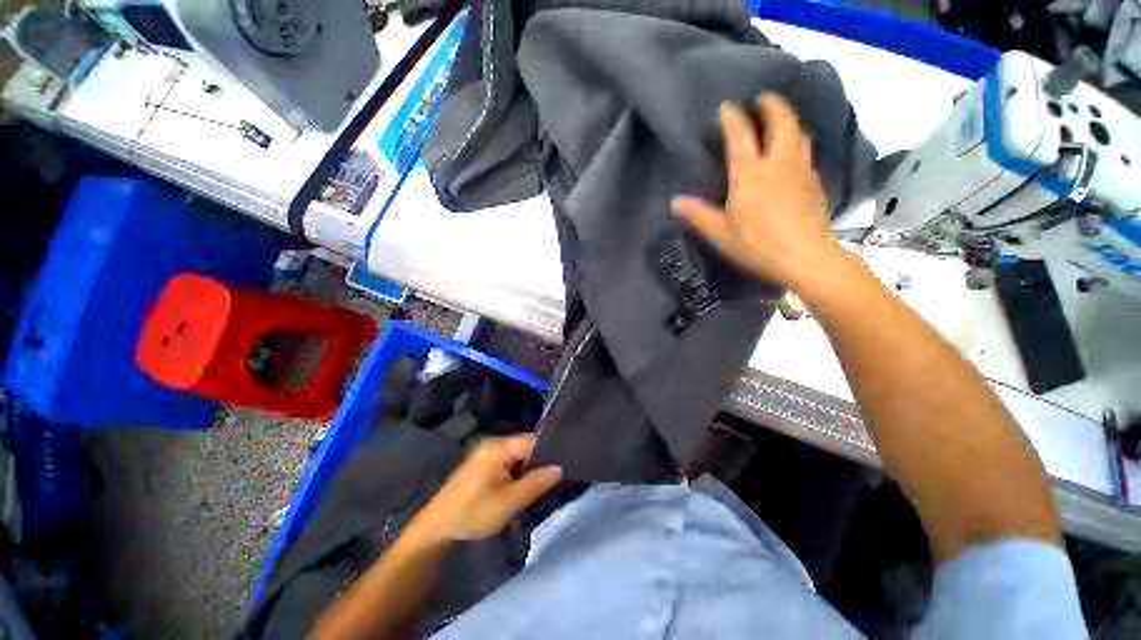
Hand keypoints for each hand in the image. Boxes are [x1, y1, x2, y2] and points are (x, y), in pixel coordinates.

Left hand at [408, 434, 561, 542]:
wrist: (435, 527)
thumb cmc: (472, 513)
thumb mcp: (508, 502)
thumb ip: (535, 483)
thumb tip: (559, 468)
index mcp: (498, 447)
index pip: (532, 439)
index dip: (549, 449)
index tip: (566, 459)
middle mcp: (493, 443)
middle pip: (525, 445)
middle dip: (539, 459)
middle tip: (557, 472)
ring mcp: (486, 452)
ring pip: (517, 453)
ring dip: (529, 465)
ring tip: (546, 477)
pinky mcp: (483, 462)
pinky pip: (508, 459)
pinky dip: (518, 469)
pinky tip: (525, 481)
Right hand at [671, 94, 840, 289]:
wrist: (804, 257)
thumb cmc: (756, 244)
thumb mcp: (719, 233)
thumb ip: (697, 214)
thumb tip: (674, 201)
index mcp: (750, 173)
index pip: (740, 134)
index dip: (732, 117)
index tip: (726, 106)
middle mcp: (778, 162)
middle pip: (781, 121)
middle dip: (772, 105)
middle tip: (762, 99)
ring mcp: (801, 170)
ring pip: (800, 133)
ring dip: (789, 121)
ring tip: (780, 121)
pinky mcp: (815, 182)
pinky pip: (806, 153)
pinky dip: (798, 143)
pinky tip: (793, 156)